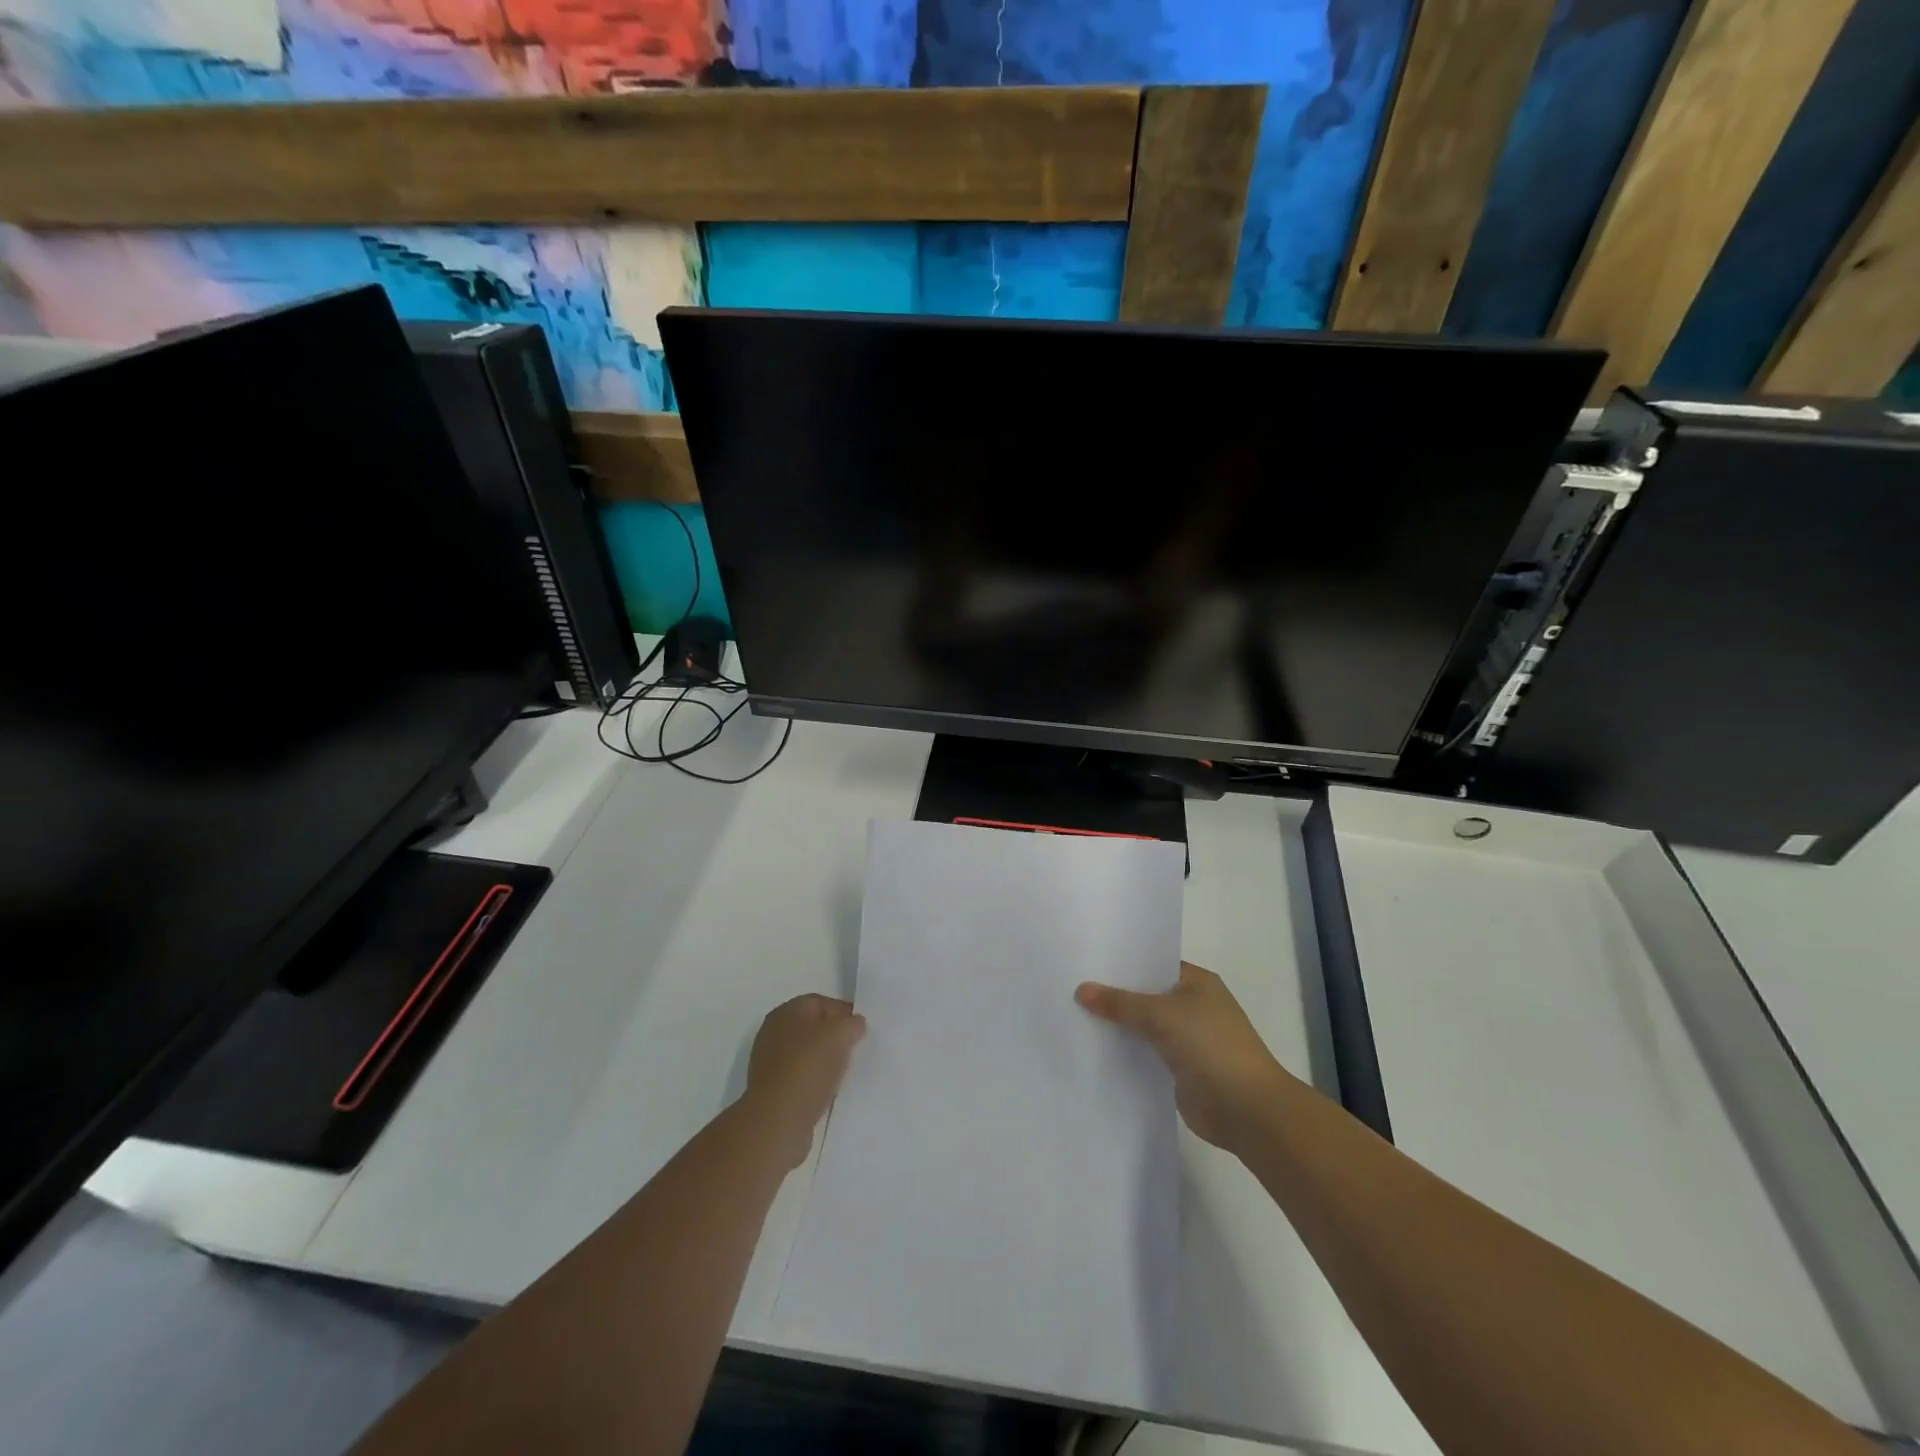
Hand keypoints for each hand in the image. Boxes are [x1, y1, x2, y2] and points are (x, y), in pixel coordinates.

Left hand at [744, 994, 866, 1167]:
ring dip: (826, 1062)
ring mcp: (770, 1064)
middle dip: (835, 1037)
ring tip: (845, 1073)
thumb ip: (852, 1023)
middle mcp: (773, 1034)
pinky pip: (801, 1079)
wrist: (779, 1120)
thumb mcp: (841, 1034)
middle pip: (812, 1028)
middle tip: (855, 1049)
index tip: (862, 1029)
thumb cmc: (808, 1067)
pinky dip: (816, 1082)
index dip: (843, 1012)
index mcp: (785, 1012)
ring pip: (807, 1055)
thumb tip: (855, 1024)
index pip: (820, 1002)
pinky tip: (829, 1092)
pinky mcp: (773, 1092)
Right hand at [1076, 961, 1289, 1151]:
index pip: (1153, 964)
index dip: (1123, 963)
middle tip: (1071, 986)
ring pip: (1143, 1026)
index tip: (1087, 961)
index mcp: (1197, 982)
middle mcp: (1192, 1006)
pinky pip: (1144, 1054)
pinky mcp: (1178, 1069)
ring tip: (1072, 1015)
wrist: (1247, 1109)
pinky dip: (1124, 1052)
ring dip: (1117, 1026)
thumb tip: (1081, 990)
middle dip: (1114, 995)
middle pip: (1146, 995)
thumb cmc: (1211, 1045)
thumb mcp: (1161, 1014)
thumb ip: (1120, 1003)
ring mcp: (1186, 1040)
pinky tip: (1093, 1048)